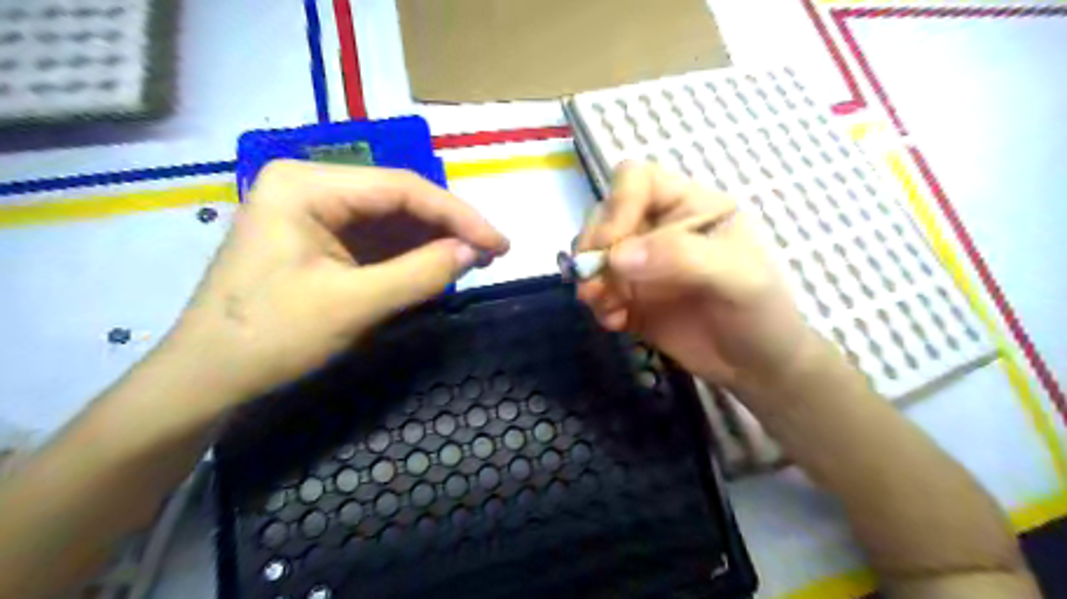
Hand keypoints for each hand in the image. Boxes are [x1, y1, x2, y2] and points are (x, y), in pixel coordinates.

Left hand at [162, 160, 508, 401]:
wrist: (208, 378)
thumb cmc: (271, 337)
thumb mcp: (353, 305)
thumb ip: (420, 273)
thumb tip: (475, 252)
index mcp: (306, 185)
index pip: (401, 188)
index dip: (458, 215)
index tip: (499, 243)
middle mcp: (311, 186)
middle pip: (398, 199)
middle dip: (448, 227)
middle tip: (492, 253)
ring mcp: (314, 212)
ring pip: (392, 219)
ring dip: (434, 240)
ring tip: (474, 260)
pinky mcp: (320, 239)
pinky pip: (377, 239)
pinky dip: (411, 254)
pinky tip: (438, 266)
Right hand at [581, 162, 813, 389]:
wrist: (757, 369)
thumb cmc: (760, 314)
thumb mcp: (736, 277)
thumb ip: (680, 256)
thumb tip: (616, 256)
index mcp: (690, 206)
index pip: (637, 180)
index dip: (617, 206)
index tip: (613, 247)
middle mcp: (659, 228)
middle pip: (605, 214)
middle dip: (593, 247)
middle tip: (594, 284)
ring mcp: (642, 264)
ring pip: (594, 252)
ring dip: (589, 277)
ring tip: (604, 306)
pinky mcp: (630, 296)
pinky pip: (597, 289)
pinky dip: (597, 304)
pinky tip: (616, 322)